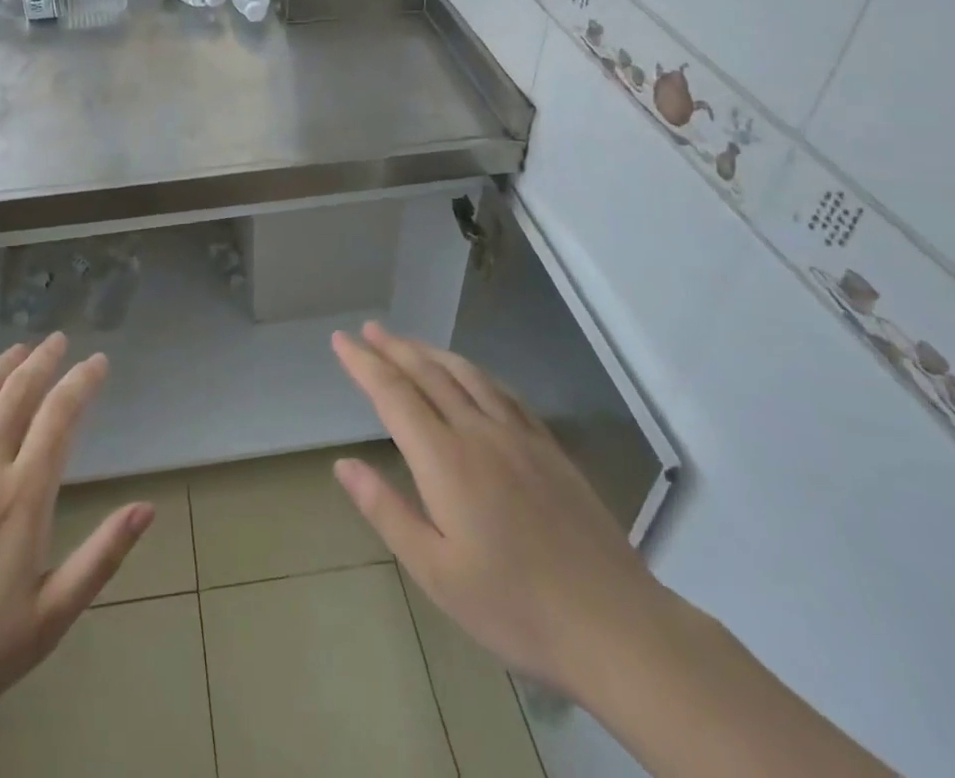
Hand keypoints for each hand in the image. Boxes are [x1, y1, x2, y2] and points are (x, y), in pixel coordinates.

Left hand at [0, 334, 153, 757]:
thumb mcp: (48, 620)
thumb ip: (101, 557)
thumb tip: (147, 508)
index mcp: (22, 497)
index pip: (60, 416)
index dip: (82, 381)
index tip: (98, 362)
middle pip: (18, 392)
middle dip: (44, 360)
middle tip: (59, 341)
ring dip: (2, 366)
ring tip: (20, 348)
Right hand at [330, 322, 669, 701]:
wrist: (613, 624)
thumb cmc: (514, 606)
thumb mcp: (435, 572)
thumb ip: (387, 511)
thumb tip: (343, 464)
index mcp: (444, 459)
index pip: (393, 394)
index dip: (364, 364)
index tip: (341, 340)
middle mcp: (478, 432)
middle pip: (427, 373)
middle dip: (393, 348)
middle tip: (368, 330)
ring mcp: (518, 435)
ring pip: (466, 375)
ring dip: (431, 352)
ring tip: (408, 342)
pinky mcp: (548, 447)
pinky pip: (503, 392)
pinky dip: (475, 372)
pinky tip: (470, 374)